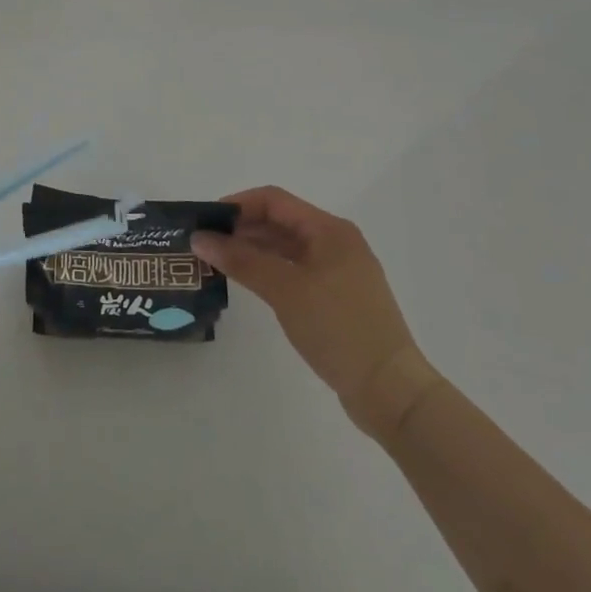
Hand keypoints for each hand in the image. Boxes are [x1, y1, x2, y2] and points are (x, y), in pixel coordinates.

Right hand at [192, 187, 442, 442]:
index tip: (205, 220)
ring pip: (286, 248)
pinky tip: (247, 283)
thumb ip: (241, 260)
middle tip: (204, 243)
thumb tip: (199, 238)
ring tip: (217, 262)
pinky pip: (295, 271)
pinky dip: (268, 271)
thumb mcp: (285, 289)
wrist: (390, 390)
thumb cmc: (338, 328)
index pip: (274, 200)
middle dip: (241, 229)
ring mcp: (338, 272)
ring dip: (252, 250)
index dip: (237, 205)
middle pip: (280, 221)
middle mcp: (336, 243)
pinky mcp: (337, 298)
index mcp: (329, 230)